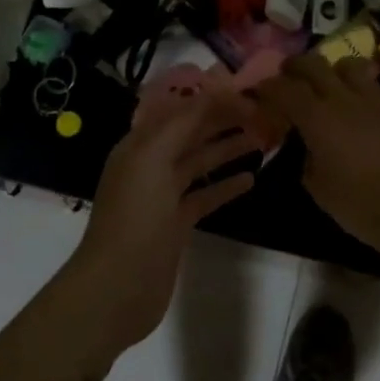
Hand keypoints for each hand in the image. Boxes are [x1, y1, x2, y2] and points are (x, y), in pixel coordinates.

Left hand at [65, 93, 261, 352]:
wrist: (117, 287)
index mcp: (140, 145)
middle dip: (222, 121)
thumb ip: (183, 123)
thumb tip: (214, 93)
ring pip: (200, 163)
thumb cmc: (135, 217)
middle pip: (191, 134)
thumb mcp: (154, 158)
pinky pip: (205, 196)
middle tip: (262, 113)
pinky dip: (226, 186)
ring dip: (228, 149)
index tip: (247, 93)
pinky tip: (251, 179)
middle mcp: (150, 164)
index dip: (212, 100)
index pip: (181, 110)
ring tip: (262, 139)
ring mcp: (163, 196)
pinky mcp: (176, 224)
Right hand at [252, 56, 379, 260]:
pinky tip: (357, 107)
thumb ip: (305, 155)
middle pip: (313, 63)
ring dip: (330, 71)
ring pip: (346, 64)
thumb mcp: (316, 186)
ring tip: (328, 86)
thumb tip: (307, 144)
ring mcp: (373, 98)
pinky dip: (357, 88)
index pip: (284, 88)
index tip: (260, 92)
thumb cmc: (359, 205)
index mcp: (317, 118)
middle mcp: (342, 98)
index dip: (268, 87)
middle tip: (288, 78)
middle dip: (295, 67)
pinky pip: (371, 84)